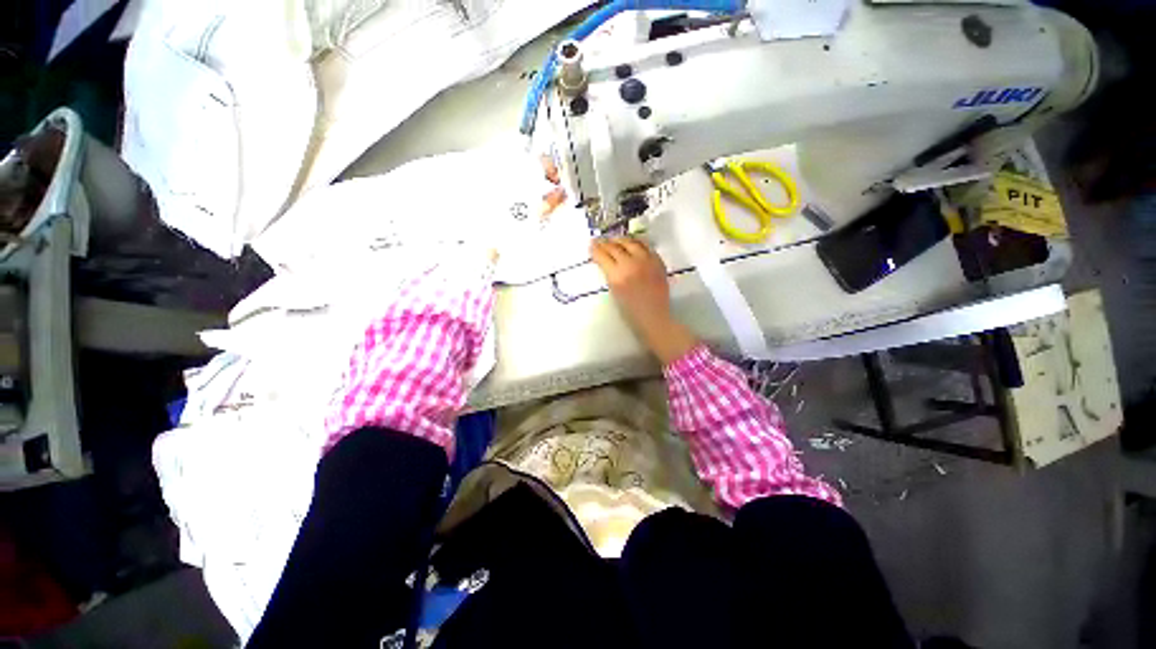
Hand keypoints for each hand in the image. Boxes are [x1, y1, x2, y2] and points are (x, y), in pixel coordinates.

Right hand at [590, 237, 697, 364]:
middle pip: (615, 246)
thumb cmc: (630, 311)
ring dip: (620, 240)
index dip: (595, 249)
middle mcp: (631, 264)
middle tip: (600, 241)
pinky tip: (632, 244)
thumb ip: (610, 274)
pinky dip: (636, 243)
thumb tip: (605, 261)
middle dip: (605, 243)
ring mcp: (646, 261)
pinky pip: (645, 246)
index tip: (591, 245)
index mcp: (617, 276)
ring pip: (630, 242)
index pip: (603, 255)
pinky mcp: (657, 261)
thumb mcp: (614, 292)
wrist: (654, 316)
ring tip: (615, 240)